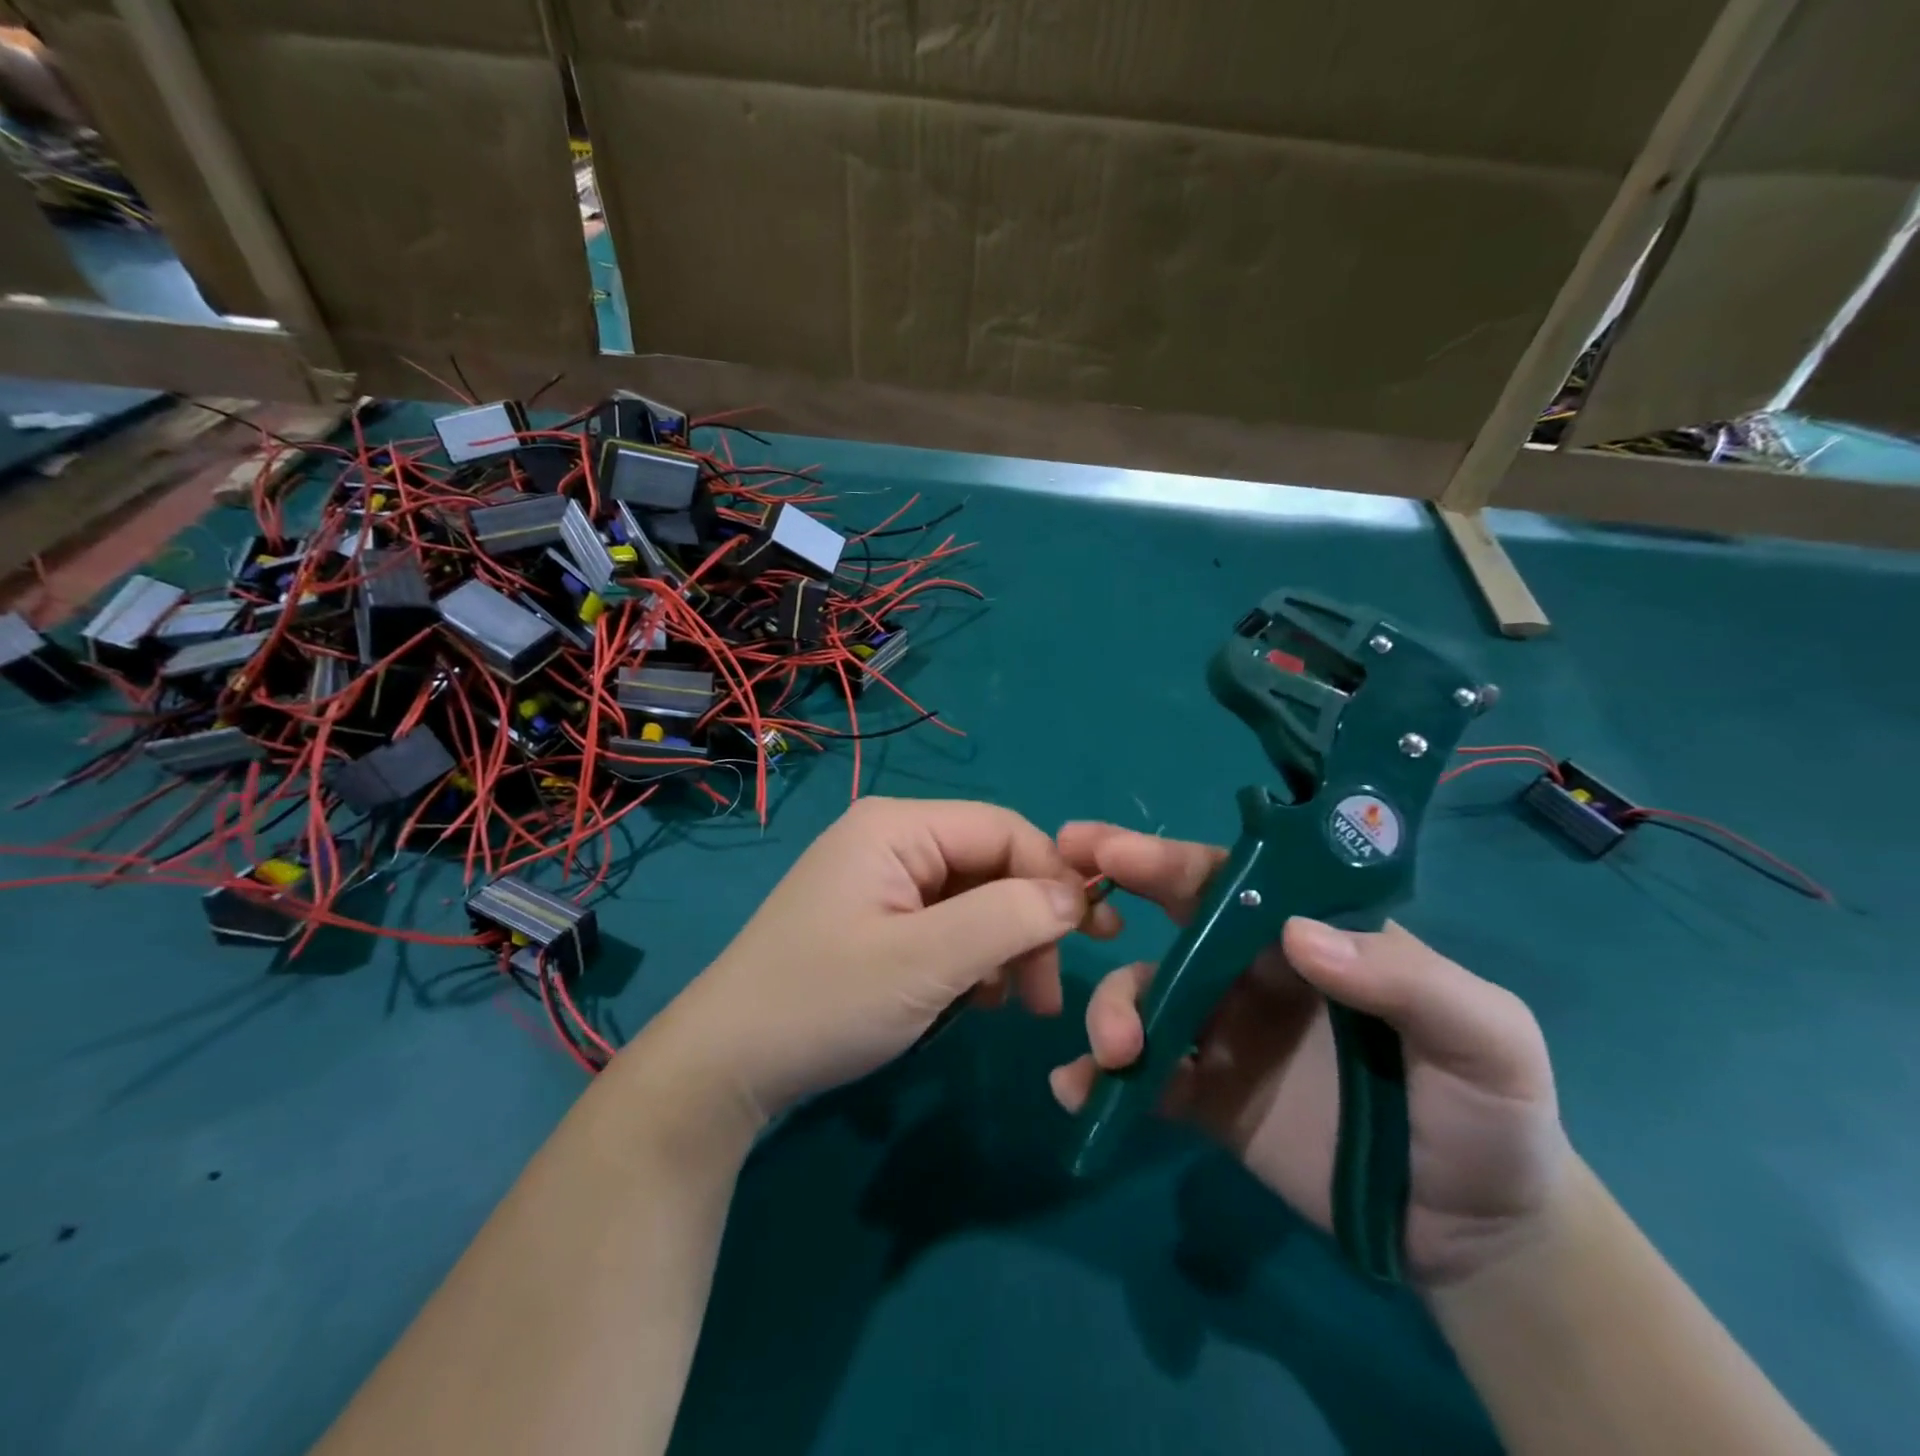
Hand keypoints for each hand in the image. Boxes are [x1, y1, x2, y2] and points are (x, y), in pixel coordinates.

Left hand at [668, 798, 1093, 1121]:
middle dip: (1029, 922)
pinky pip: (946, 924)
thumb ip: (1009, 919)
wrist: (727, 1065)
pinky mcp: (877, 918)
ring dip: (1004, 947)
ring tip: (1013, 1003)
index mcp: (899, 826)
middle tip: (1047, 995)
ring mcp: (882, 880)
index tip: (1091, 940)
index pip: (1004, 829)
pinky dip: (971, 959)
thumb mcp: (926, 962)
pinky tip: (972, 1000)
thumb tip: (1076, 897)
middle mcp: (892, 839)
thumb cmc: (825, 1002)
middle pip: (991, 864)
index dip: (1053, 877)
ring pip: (974, 898)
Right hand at [1050, 823, 1576, 1286]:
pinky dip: (1101, 1081)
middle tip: (1061, 893)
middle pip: (1170, 925)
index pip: (1230, 882)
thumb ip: (1403, 979)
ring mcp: (1222, 1035)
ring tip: (1113, 1054)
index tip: (1111, 849)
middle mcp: (1251, 973)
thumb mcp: (1484, 1035)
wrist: (1477, 1233)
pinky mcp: (1206, 1098)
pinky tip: (1076, 1092)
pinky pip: (1144, 1079)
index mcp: (1306, 937)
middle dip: (1111, 895)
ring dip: (1112, 1013)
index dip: (1168, 859)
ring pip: (1144, 1000)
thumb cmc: (1490, 1113)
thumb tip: (1293, 935)